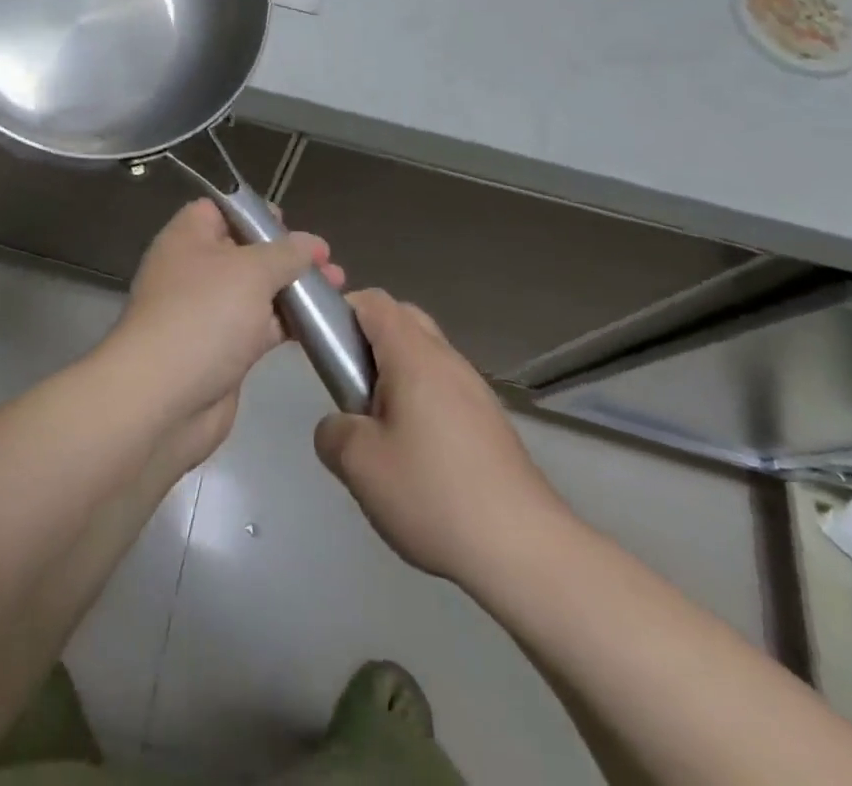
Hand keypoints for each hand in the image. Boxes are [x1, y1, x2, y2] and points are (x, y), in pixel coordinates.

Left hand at [102, 199, 342, 467]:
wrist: (164, 400)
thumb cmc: (203, 315)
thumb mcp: (251, 271)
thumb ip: (286, 253)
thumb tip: (311, 243)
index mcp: (188, 239)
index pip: (219, 210)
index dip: (254, 212)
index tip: (291, 222)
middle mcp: (194, 271)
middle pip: (244, 251)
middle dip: (286, 254)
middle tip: (328, 259)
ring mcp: (208, 313)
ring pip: (257, 291)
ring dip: (294, 289)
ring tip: (339, 286)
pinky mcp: (223, 351)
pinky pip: (260, 327)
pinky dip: (289, 323)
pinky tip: (323, 322)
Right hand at [314, 289, 572, 585]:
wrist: (526, 551)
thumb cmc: (434, 494)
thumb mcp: (359, 465)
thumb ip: (332, 432)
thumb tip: (340, 425)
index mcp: (414, 355)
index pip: (374, 301)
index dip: (341, 311)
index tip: (325, 350)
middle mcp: (448, 360)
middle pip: (403, 321)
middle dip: (368, 342)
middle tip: (350, 388)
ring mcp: (476, 391)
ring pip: (425, 358)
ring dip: (396, 376)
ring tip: (381, 431)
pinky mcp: (492, 423)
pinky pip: (445, 390)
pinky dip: (422, 403)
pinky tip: (418, 458)